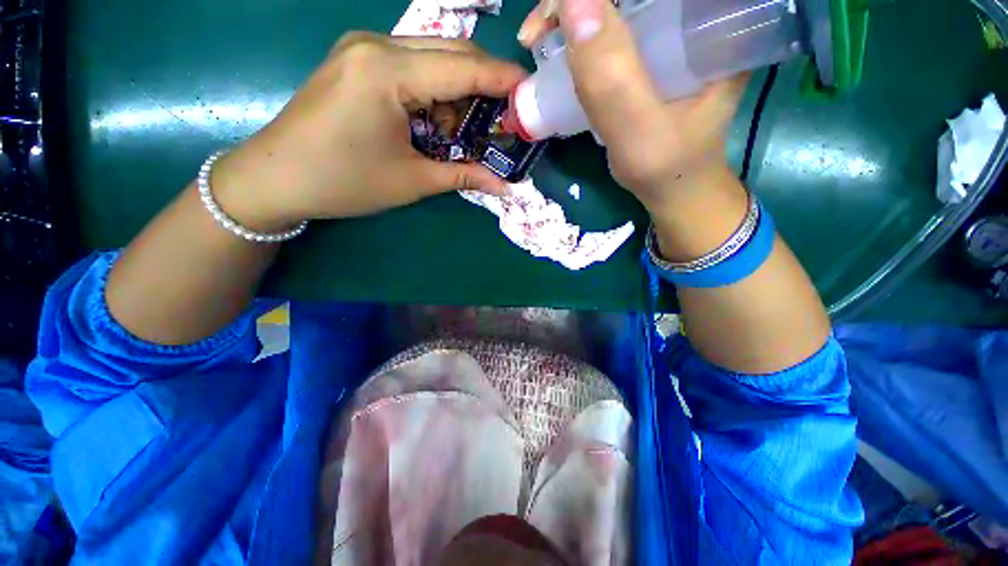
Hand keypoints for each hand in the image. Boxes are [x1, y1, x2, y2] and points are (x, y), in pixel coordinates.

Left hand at [212, 33, 525, 230]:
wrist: (276, 178)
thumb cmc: (344, 182)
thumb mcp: (412, 182)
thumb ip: (463, 176)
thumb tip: (505, 185)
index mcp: (388, 72)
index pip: (464, 67)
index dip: (503, 80)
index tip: (533, 93)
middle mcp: (377, 45)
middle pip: (452, 52)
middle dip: (485, 85)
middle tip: (506, 119)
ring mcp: (363, 48)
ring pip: (433, 58)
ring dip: (458, 92)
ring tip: (466, 133)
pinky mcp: (357, 61)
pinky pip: (411, 66)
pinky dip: (434, 92)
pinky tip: (435, 122)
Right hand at [518, 0, 746, 212]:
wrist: (676, 189)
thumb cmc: (667, 167)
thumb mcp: (638, 130)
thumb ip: (611, 80)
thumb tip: (572, 0)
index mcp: (710, 19)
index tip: (559, 11)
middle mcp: (693, 15)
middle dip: (578, 2)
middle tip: (539, 32)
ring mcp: (670, 34)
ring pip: (619, 6)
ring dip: (575, 15)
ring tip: (540, 40)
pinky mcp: (652, 53)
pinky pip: (614, 28)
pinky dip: (583, 35)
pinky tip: (565, 51)